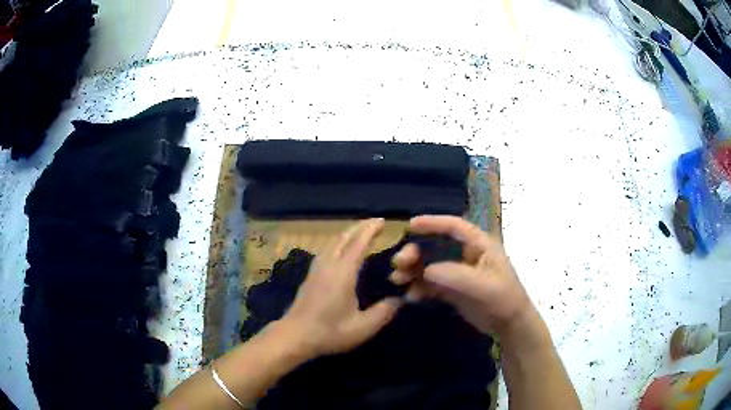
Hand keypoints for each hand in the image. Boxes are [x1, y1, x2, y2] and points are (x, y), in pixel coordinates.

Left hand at [279, 218, 402, 356]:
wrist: (295, 336)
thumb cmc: (330, 331)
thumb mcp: (363, 327)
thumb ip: (383, 312)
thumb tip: (399, 300)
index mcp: (343, 272)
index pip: (359, 243)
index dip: (371, 230)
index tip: (382, 221)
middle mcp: (329, 265)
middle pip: (343, 238)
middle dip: (359, 227)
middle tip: (375, 223)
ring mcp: (316, 269)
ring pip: (332, 243)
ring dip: (347, 234)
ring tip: (360, 233)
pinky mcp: (310, 276)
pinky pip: (326, 250)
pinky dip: (338, 243)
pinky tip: (340, 252)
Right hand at [391, 215, 533, 335]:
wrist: (508, 326)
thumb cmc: (503, 299)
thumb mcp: (483, 286)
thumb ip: (456, 275)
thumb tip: (426, 270)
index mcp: (479, 245)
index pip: (454, 227)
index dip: (433, 222)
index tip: (410, 225)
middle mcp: (466, 254)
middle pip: (436, 245)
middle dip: (415, 252)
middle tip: (399, 262)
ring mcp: (458, 272)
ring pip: (429, 264)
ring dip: (412, 270)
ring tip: (397, 280)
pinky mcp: (451, 288)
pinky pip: (430, 283)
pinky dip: (419, 287)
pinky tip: (410, 296)